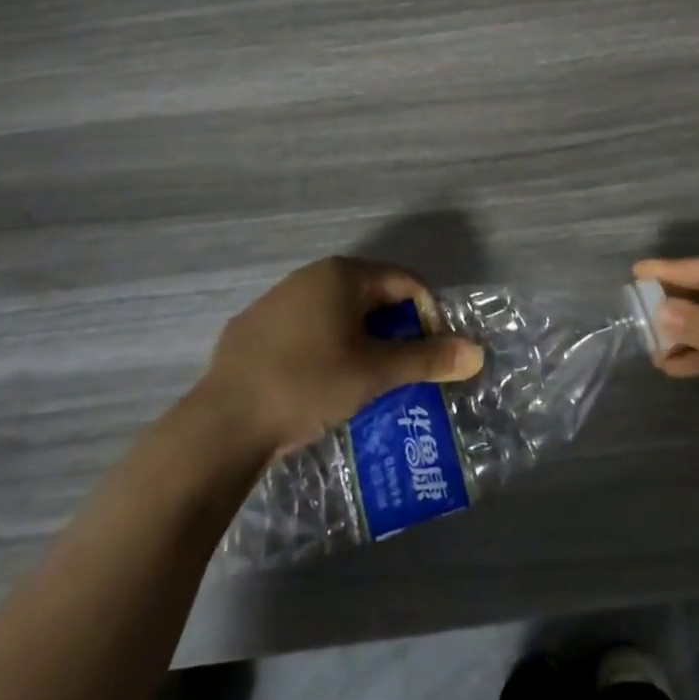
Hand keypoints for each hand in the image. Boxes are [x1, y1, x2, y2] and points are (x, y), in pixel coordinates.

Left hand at [194, 256, 483, 459]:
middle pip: (372, 297)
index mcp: (343, 275)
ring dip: (360, 342)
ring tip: (366, 382)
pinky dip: (324, 350)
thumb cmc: (309, 384)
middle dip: (394, 332)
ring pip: (337, 315)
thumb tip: (476, 353)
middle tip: (403, 372)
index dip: (429, 316)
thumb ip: (428, 359)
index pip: (406, 283)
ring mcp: (276, 301)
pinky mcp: (252, 330)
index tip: (433, 356)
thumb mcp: (376, 373)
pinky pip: (304, 331)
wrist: (222, 424)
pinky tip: (319, 385)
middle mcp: (310, 276)